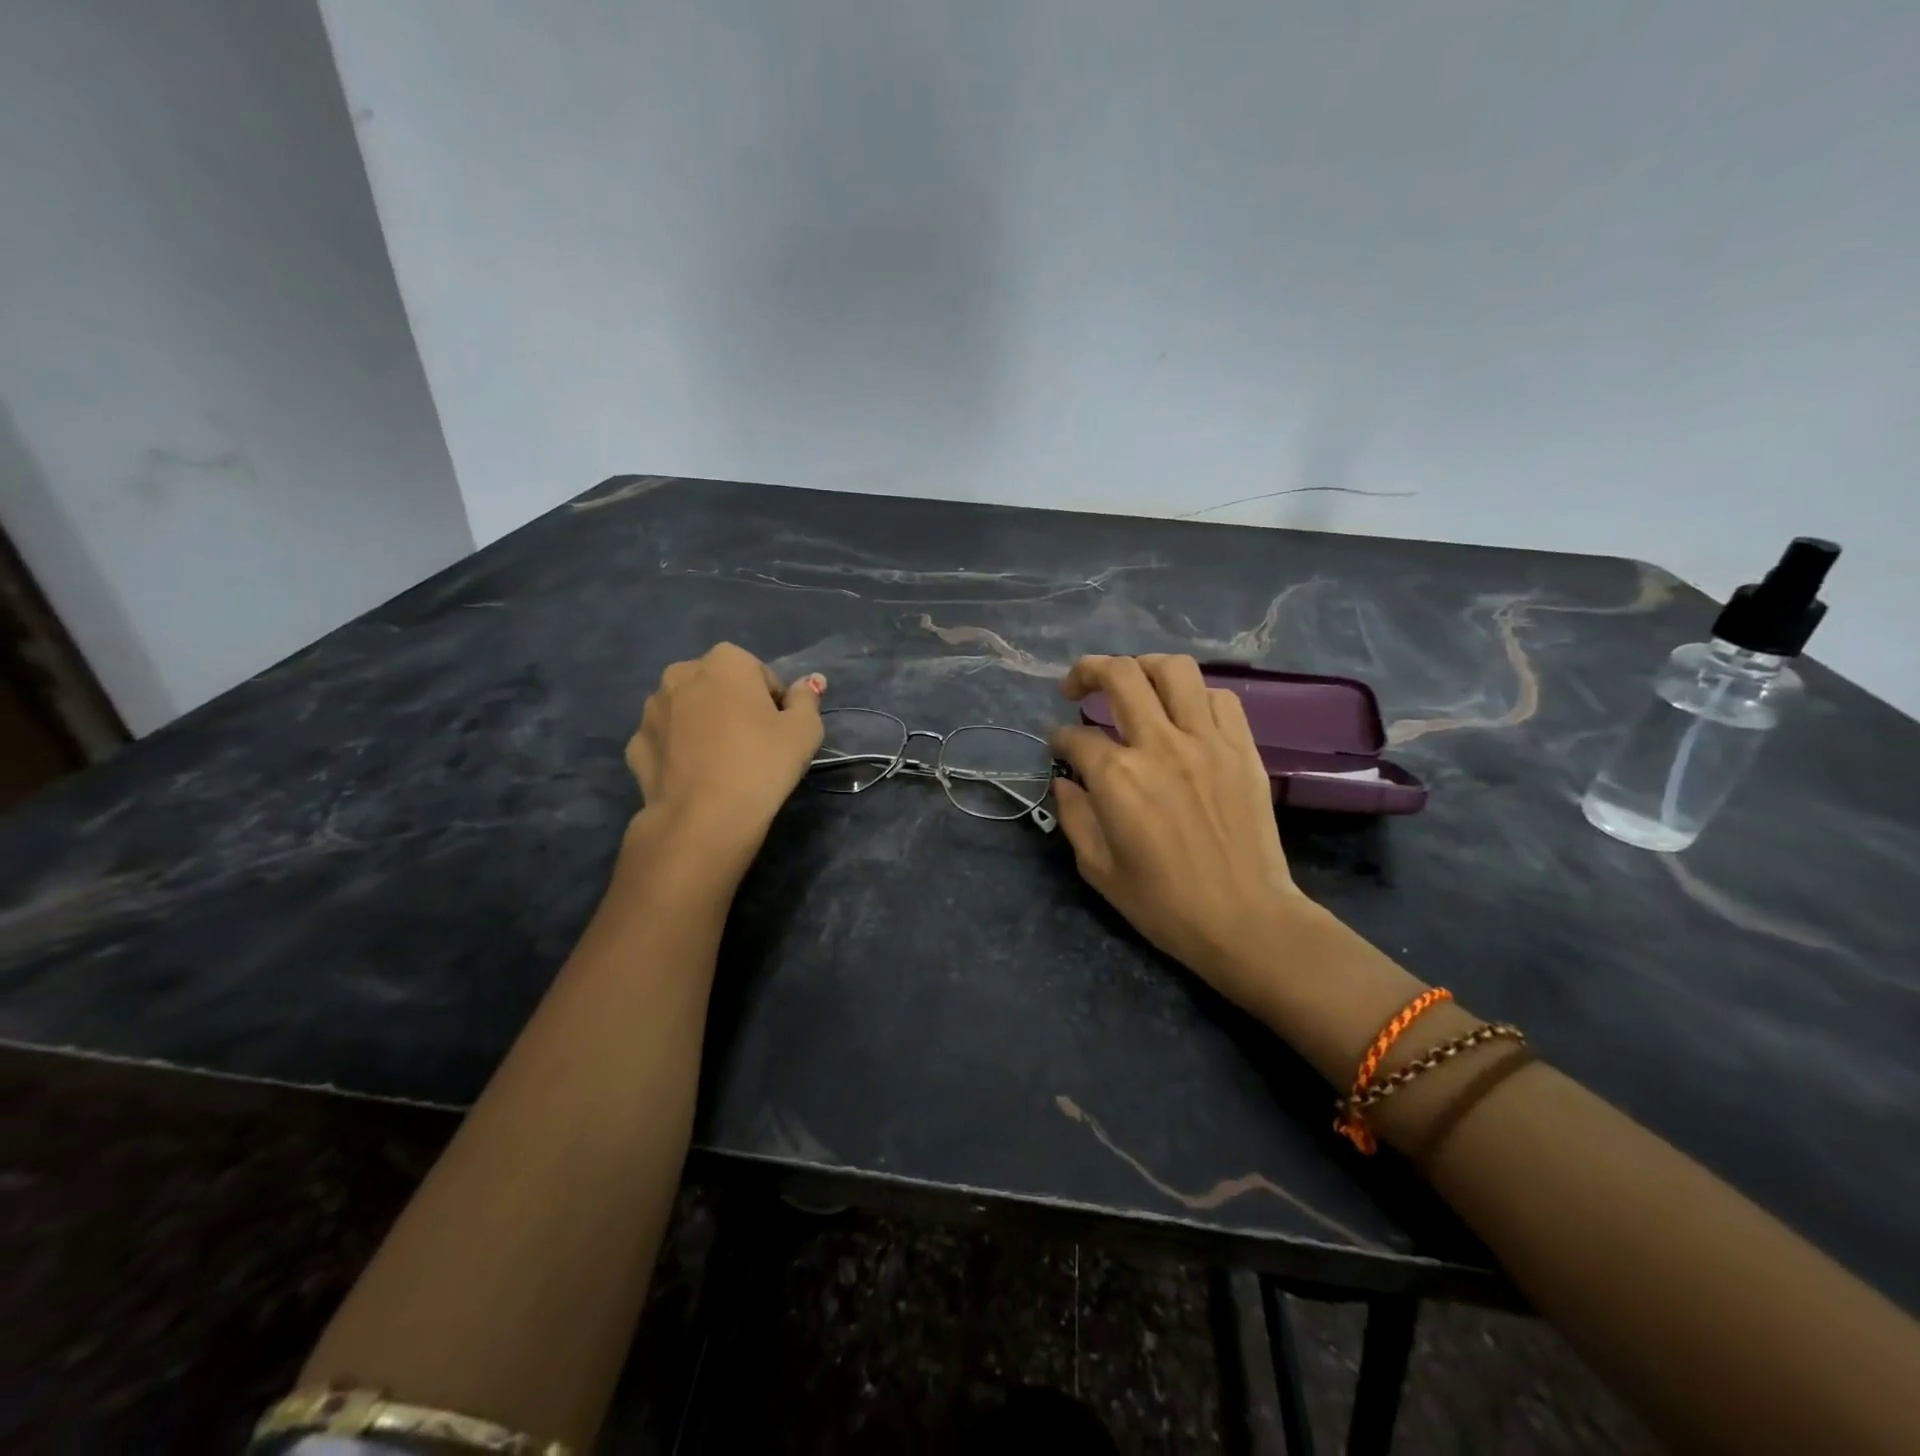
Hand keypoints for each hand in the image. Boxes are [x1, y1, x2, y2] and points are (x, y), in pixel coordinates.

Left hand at [626, 644, 824, 864]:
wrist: (704, 818)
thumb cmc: (762, 763)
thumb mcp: (805, 730)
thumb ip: (806, 699)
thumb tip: (808, 683)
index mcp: (725, 662)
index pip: (760, 674)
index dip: (774, 703)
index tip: (779, 731)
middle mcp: (680, 674)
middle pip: (718, 687)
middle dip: (733, 707)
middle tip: (753, 745)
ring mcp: (651, 710)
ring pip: (688, 711)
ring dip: (703, 726)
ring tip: (723, 764)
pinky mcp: (635, 745)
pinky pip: (667, 740)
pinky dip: (679, 751)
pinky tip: (696, 777)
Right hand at [1050, 654, 1317, 1012]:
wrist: (1245, 919)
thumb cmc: (1164, 903)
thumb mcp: (1098, 868)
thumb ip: (1074, 816)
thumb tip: (1065, 782)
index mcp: (1118, 778)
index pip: (1075, 737)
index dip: (1058, 738)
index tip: (1057, 746)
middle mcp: (1160, 745)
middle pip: (1120, 676)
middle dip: (1087, 671)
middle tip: (1076, 687)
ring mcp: (1207, 742)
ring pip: (1174, 670)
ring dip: (1144, 668)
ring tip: (1133, 684)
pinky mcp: (1243, 748)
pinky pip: (1219, 697)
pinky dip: (1194, 696)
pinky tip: (1183, 714)